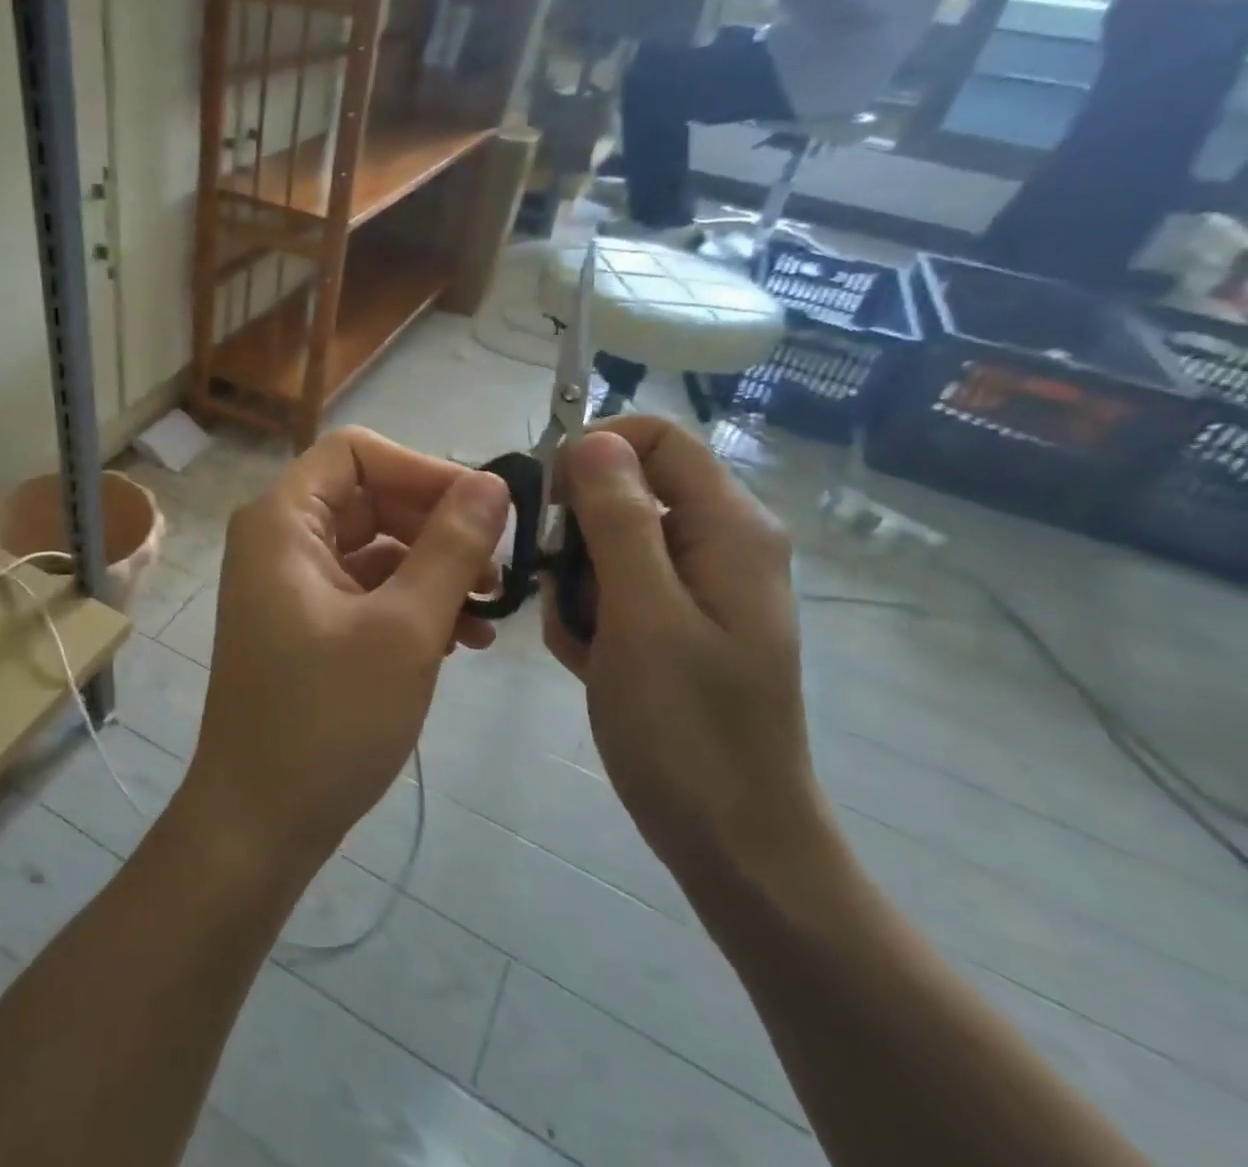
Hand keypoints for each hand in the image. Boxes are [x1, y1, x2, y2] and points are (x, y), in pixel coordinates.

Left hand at [180, 429, 507, 873]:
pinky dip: (414, 603)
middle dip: (438, 526)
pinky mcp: (310, 622)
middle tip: (501, 567)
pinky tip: (465, 639)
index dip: (422, 469)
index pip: (357, 453)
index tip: (483, 508)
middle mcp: (281, 539)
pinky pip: (369, 588)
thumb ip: (451, 548)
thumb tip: (491, 482)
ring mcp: (293, 583)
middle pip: (371, 497)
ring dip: (436, 569)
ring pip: (377, 546)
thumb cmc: (327, 720)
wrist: (260, 823)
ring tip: (492, 612)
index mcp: (283, 520)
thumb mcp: (405, 629)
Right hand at [541, 418, 819, 886]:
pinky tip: (589, 660)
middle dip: (577, 533)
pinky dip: (588, 615)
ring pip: (608, 541)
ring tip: (582, 641)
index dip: (593, 453)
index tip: (548, 504)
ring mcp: (698, 585)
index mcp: (728, 528)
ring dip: (576, 583)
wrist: (732, 842)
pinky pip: (614, 587)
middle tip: (562, 591)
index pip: (656, 438)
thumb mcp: (642, 615)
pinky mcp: (675, 621)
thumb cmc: (687, 729)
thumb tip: (591, 439)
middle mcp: (719, 542)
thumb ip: (618, 518)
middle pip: (626, 489)